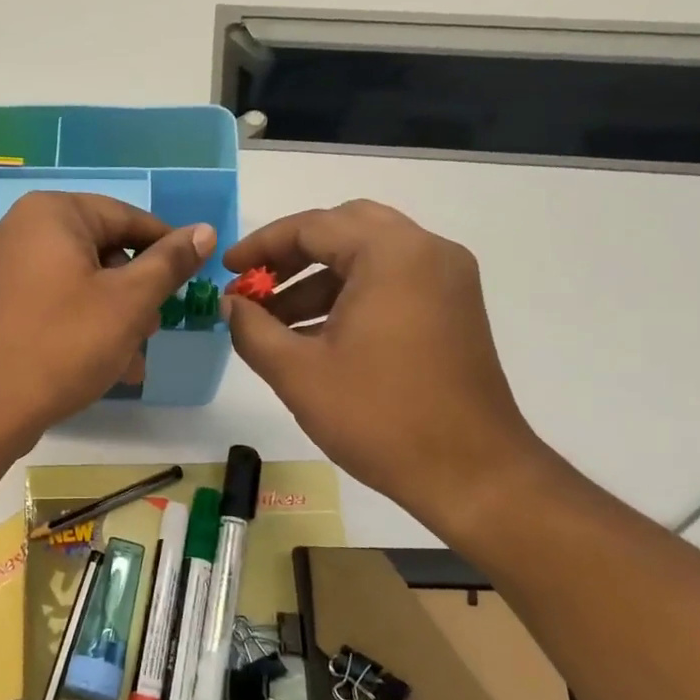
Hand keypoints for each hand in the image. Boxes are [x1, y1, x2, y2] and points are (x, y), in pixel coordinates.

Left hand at [0, 192, 214, 441]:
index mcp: (52, 213)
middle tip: (153, 331)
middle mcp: (20, 229)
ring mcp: (1, 267)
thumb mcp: (130, 302)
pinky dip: (79, 325)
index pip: (126, 218)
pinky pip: (51, 303)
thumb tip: (203, 231)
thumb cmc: (64, 344)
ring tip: (131, 360)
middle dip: (134, 294)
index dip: (165, 249)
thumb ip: (169, 263)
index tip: (190, 280)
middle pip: (100, 251)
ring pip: (78, 283)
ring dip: (112, 318)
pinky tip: (101, 366)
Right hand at [222, 200, 547, 533]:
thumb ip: (252, 329)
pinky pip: (392, 281)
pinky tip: (316, 336)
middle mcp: (427, 251)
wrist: (472, 473)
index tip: (226, 270)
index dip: (261, 245)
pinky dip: (350, 295)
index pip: (313, 226)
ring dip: (318, 279)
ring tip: (274, 321)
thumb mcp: (298, 373)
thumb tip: (231, 305)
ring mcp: (447, 280)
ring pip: (369, 256)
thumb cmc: (379, 417)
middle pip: (345, 229)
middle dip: (292, 255)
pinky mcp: (454, 309)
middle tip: (255, 285)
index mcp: (391, 254)